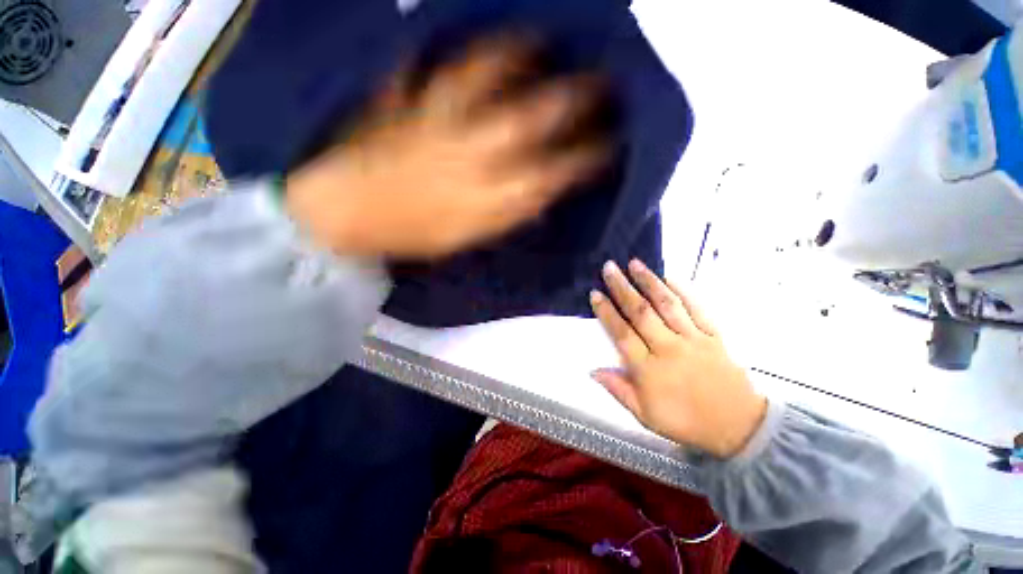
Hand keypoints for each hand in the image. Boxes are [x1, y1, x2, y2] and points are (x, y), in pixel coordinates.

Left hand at [285, 34, 609, 258]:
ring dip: (513, 58)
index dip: (583, 161)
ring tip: (539, 39)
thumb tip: (539, 198)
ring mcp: (434, 122)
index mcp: (484, 196)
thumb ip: (505, 217)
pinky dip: (441, 50)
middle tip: (600, 82)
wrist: (348, 216)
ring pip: (480, 82)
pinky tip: (453, 36)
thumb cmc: (412, 235)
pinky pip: (424, 69)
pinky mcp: (403, 104)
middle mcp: (467, 154)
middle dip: (569, 102)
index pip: (548, 175)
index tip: (611, 147)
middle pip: (527, 121)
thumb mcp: (467, 239)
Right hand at [590, 260, 767, 458]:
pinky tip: (670, 277)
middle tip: (609, 268)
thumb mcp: (645, 415)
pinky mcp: (713, 336)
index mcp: (649, 370)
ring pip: (667, 305)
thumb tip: (592, 371)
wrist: (739, 427)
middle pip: (641, 313)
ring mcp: (693, 340)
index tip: (595, 294)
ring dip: (649, 282)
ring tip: (634, 264)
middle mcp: (668, 349)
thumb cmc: (686, 422)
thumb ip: (618, 390)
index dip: (607, 313)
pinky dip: (683, 291)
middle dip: (622, 288)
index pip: (622, 334)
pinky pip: (697, 309)